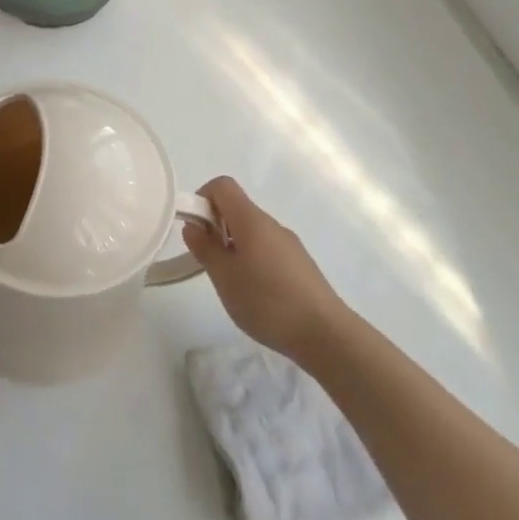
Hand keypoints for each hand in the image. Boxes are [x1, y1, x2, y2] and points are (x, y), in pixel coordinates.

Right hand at [184, 177, 344, 361]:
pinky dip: (251, 260)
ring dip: (232, 246)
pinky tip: (255, 293)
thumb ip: (205, 248)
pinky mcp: (299, 264)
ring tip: (230, 282)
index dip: (202, 199)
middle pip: (236, 208)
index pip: (222, 186)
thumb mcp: (224, 277)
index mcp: (251, 219)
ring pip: (251, 231)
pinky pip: (266, 249)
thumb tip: (193, 226)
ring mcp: (288, 244)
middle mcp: (271, 224)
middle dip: (215, 227)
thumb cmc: (267, 301)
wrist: (325, 333)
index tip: (196, 230)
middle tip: (208, 261)